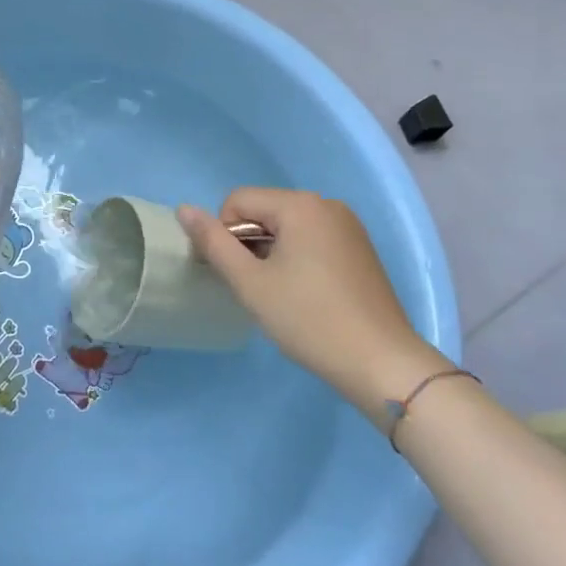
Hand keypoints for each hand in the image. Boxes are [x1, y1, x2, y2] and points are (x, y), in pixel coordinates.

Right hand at [177, 188, 444, 420]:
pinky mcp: (360, 249)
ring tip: (281, 294)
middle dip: (249, 243)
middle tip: (256, 287)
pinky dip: (296, 258)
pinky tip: (305, 294)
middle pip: (264, 210)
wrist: (382, 364)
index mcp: (300, 205)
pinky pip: (312, 238)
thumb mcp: (250, 282)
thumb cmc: (309, 319)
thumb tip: (184, 209)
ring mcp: (348, 226)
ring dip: (271, 252)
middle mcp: (326, 204)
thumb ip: (213, 242)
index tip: (237, 275)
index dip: (225, 235)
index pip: (238, 201)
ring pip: (287, 226)